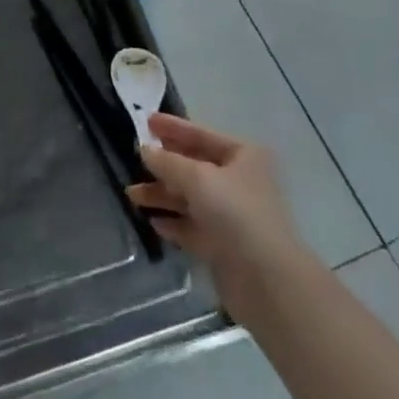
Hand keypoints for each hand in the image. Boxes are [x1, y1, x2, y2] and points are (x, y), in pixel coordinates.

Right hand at [126, 114, 303, 311]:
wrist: (265, 278)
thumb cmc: (234, 212)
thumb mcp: (196, 178)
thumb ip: (166, 162)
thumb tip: (144, 150)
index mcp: (243, 157)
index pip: (202, 135)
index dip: (173, 127)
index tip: (146, 120)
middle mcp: (239, 182)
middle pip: (194, 167)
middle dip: (164, 165)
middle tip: (134, 158)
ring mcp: (232, 215)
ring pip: (190, 198)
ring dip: (162, 195)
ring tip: (133, 195)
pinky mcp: (224, 244)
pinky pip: (192, 227)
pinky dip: (174, 222)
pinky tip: (154, 222)